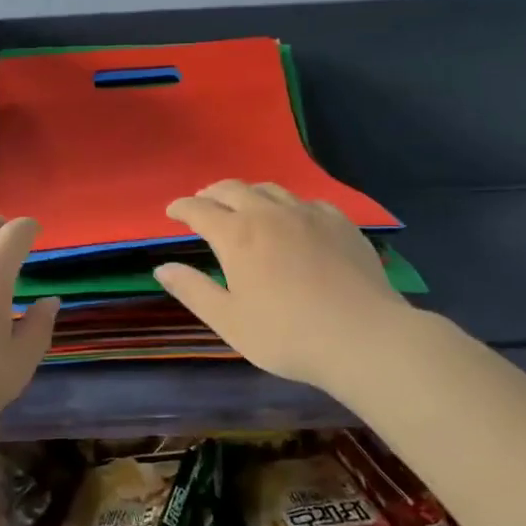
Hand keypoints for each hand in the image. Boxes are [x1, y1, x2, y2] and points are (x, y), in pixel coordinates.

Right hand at [153, 180, 413, 393]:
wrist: (363, 337)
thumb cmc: (286, 335)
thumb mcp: (229, 320)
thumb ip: (193, 290)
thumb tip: (162, 268)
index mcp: (237, 235)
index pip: (199, 210)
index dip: (181, 207)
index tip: (172, 211)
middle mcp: (269, 213)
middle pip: (233, 189)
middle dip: (212, 193)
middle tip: (203, 203)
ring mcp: (308, 214)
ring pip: (270, 189)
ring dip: (248, 193)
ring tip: (243, 204)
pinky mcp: (340, 222)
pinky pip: (306, 202)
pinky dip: (287, 205)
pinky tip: (293, 218)